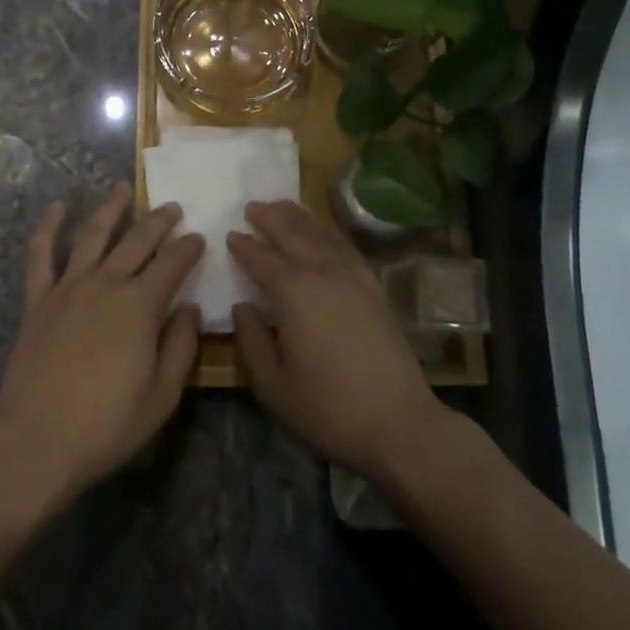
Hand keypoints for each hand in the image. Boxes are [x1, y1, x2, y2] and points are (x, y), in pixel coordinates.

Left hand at [0, 184, 204, 505]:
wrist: (35, 441)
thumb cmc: (106, 425)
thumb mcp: (161, 397)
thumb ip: (181, 346)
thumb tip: (190, 308)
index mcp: (141, 305)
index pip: (173, 263)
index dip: (189, 247)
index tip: (199, 238)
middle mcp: (107, 283)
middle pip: (138, 240)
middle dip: (159, 221)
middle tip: (173, 208)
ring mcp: (68, 287)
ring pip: (93, 234)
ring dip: (111, 208)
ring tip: (123, 187)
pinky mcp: (38, 300)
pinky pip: (40, 255)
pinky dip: (47, 227)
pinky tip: (57, 207)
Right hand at [228, 200, 450, 481]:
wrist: (398, 423)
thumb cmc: (327, 409)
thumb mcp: (273, 385)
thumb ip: (251, 341)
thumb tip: (241, 307)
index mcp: (294, 293)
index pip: (262, 259)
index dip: (244, 246)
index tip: (231, 234)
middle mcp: (323, 273)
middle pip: (293, 234)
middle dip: (270, 218)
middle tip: (252, 205)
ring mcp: (354, 278)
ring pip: (322, 234)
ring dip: (300, 217)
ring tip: (283, 205)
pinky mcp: (374, 288)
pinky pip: (346, 247)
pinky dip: (329, 232)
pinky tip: (323, 232)